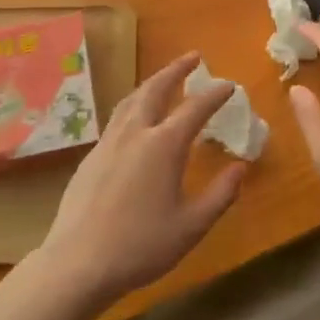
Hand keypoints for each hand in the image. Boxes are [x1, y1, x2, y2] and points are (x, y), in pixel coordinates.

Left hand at [36, 53, 244, 307]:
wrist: (78, 262)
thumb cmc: (141, 246)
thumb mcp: (191, 226)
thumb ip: (220, 195)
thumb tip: (240, 168)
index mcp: (163, 145)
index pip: (195, 108)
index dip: (214, 94)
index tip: (229, 85)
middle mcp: (135, 133)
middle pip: (156, 89)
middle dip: (176, 70)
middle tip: (193, 57)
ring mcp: (109, 142)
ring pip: (132, 100)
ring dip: (151, 83)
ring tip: (164, 79)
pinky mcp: (91, 157)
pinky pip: (117, 118)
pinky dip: (134, 105)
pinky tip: (135, 120)